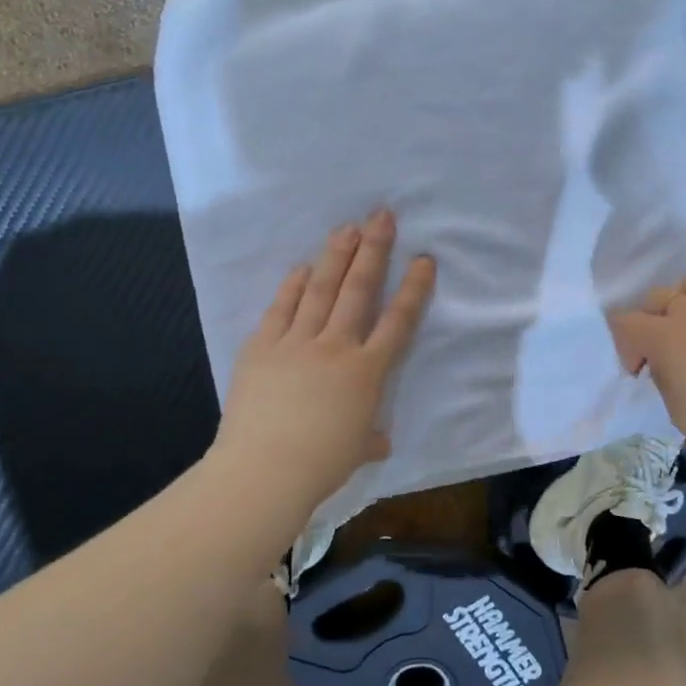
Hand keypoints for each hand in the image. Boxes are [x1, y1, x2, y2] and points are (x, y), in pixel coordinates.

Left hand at [212, 208, 435, 505]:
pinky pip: (281, 308)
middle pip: (359, 289)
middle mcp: (336, 346)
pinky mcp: (262, 346)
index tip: (423, 259)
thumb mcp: (358, 451)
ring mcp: (297, 342)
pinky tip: (302, 266)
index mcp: (366, 372)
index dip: (413, 288)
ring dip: (335, 255)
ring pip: (321, 289)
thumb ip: (371, 437)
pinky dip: (293, 285)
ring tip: (346, 227)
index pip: (397, 321)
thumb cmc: (320, 464)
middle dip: (373, 249)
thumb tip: (379, 439)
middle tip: (381, 215)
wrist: (264, 470)